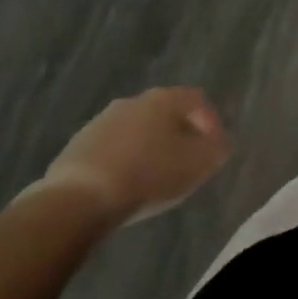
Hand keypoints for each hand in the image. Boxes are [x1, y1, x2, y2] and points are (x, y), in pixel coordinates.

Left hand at [23, 88, 230, 227]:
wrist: (78, 199)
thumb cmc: (148, 176)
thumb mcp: (197, 166)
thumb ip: (216, 150)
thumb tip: (220, 142)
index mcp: (164, 99)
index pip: (197, 100)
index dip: (211, 122)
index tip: (214, 149)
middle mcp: (133, 101)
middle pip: (165, 112)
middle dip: (178, 134)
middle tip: (186, 161)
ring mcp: (101, 121)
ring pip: (137, 129)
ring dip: (149, 147)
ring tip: (154, 177)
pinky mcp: (77, 145)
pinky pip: (112, 148)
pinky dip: (124, 160)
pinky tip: (125, 185)